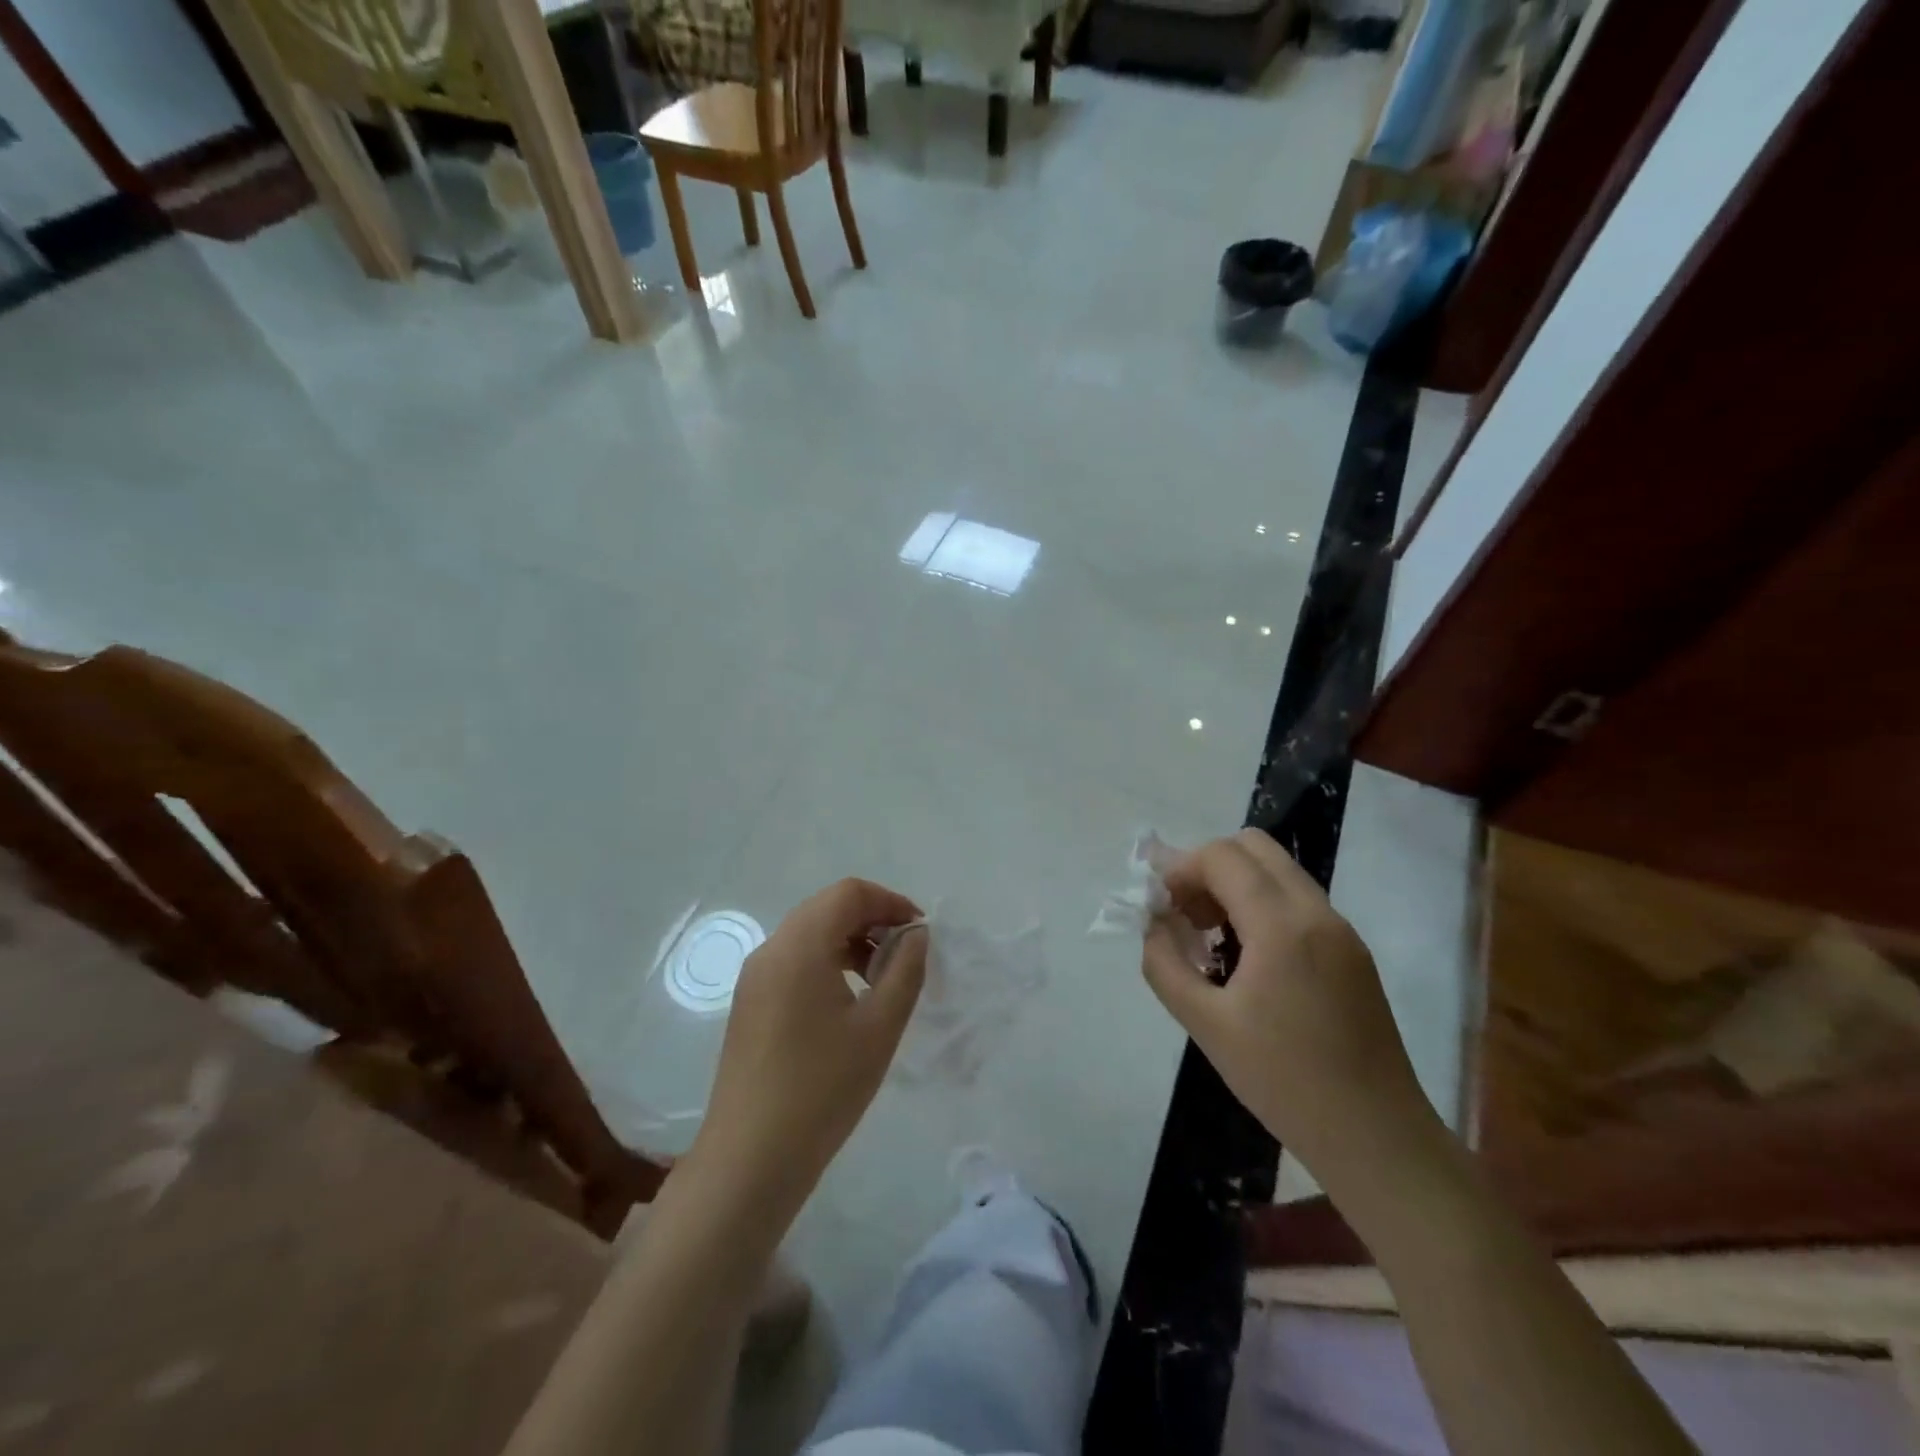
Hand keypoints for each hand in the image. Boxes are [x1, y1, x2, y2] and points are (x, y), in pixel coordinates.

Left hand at [689, 879, 927, 1225]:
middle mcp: (770, 950)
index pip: (848, 893)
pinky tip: (849, 1000)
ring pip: (809, 933)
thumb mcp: (879, 1028)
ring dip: (850, 940)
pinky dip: (827, 961)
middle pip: (826, 907)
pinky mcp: (750, 1003)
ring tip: (881, 980)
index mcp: (799, 946)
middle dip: (871, 919)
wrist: (750, 1160)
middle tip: (905, 954)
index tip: (920, 932)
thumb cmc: (823, 1089)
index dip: (889, 901)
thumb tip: (916, 935)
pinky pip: (794, 960)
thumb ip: (905, 971)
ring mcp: (754, 977)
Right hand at [1140, 830, 1435, 1188]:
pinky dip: (1262, 906)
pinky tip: (1247, 960)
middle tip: (1187, 915)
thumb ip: (1165, 964)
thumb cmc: (1284, 1082)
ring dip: (1235, 885)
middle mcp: (1317, 912)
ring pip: (1278, 871)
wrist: (1377, 1138)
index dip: (1180, 870)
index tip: (1160, 909)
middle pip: (1253, 847)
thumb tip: (1153, 924)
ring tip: (1211, 939)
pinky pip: (1297, 901)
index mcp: (1282, 925)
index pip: (1222, 856)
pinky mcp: (1352, 951)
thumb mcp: (1206, 1025)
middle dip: (1208, 868)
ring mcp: (1342, 930)